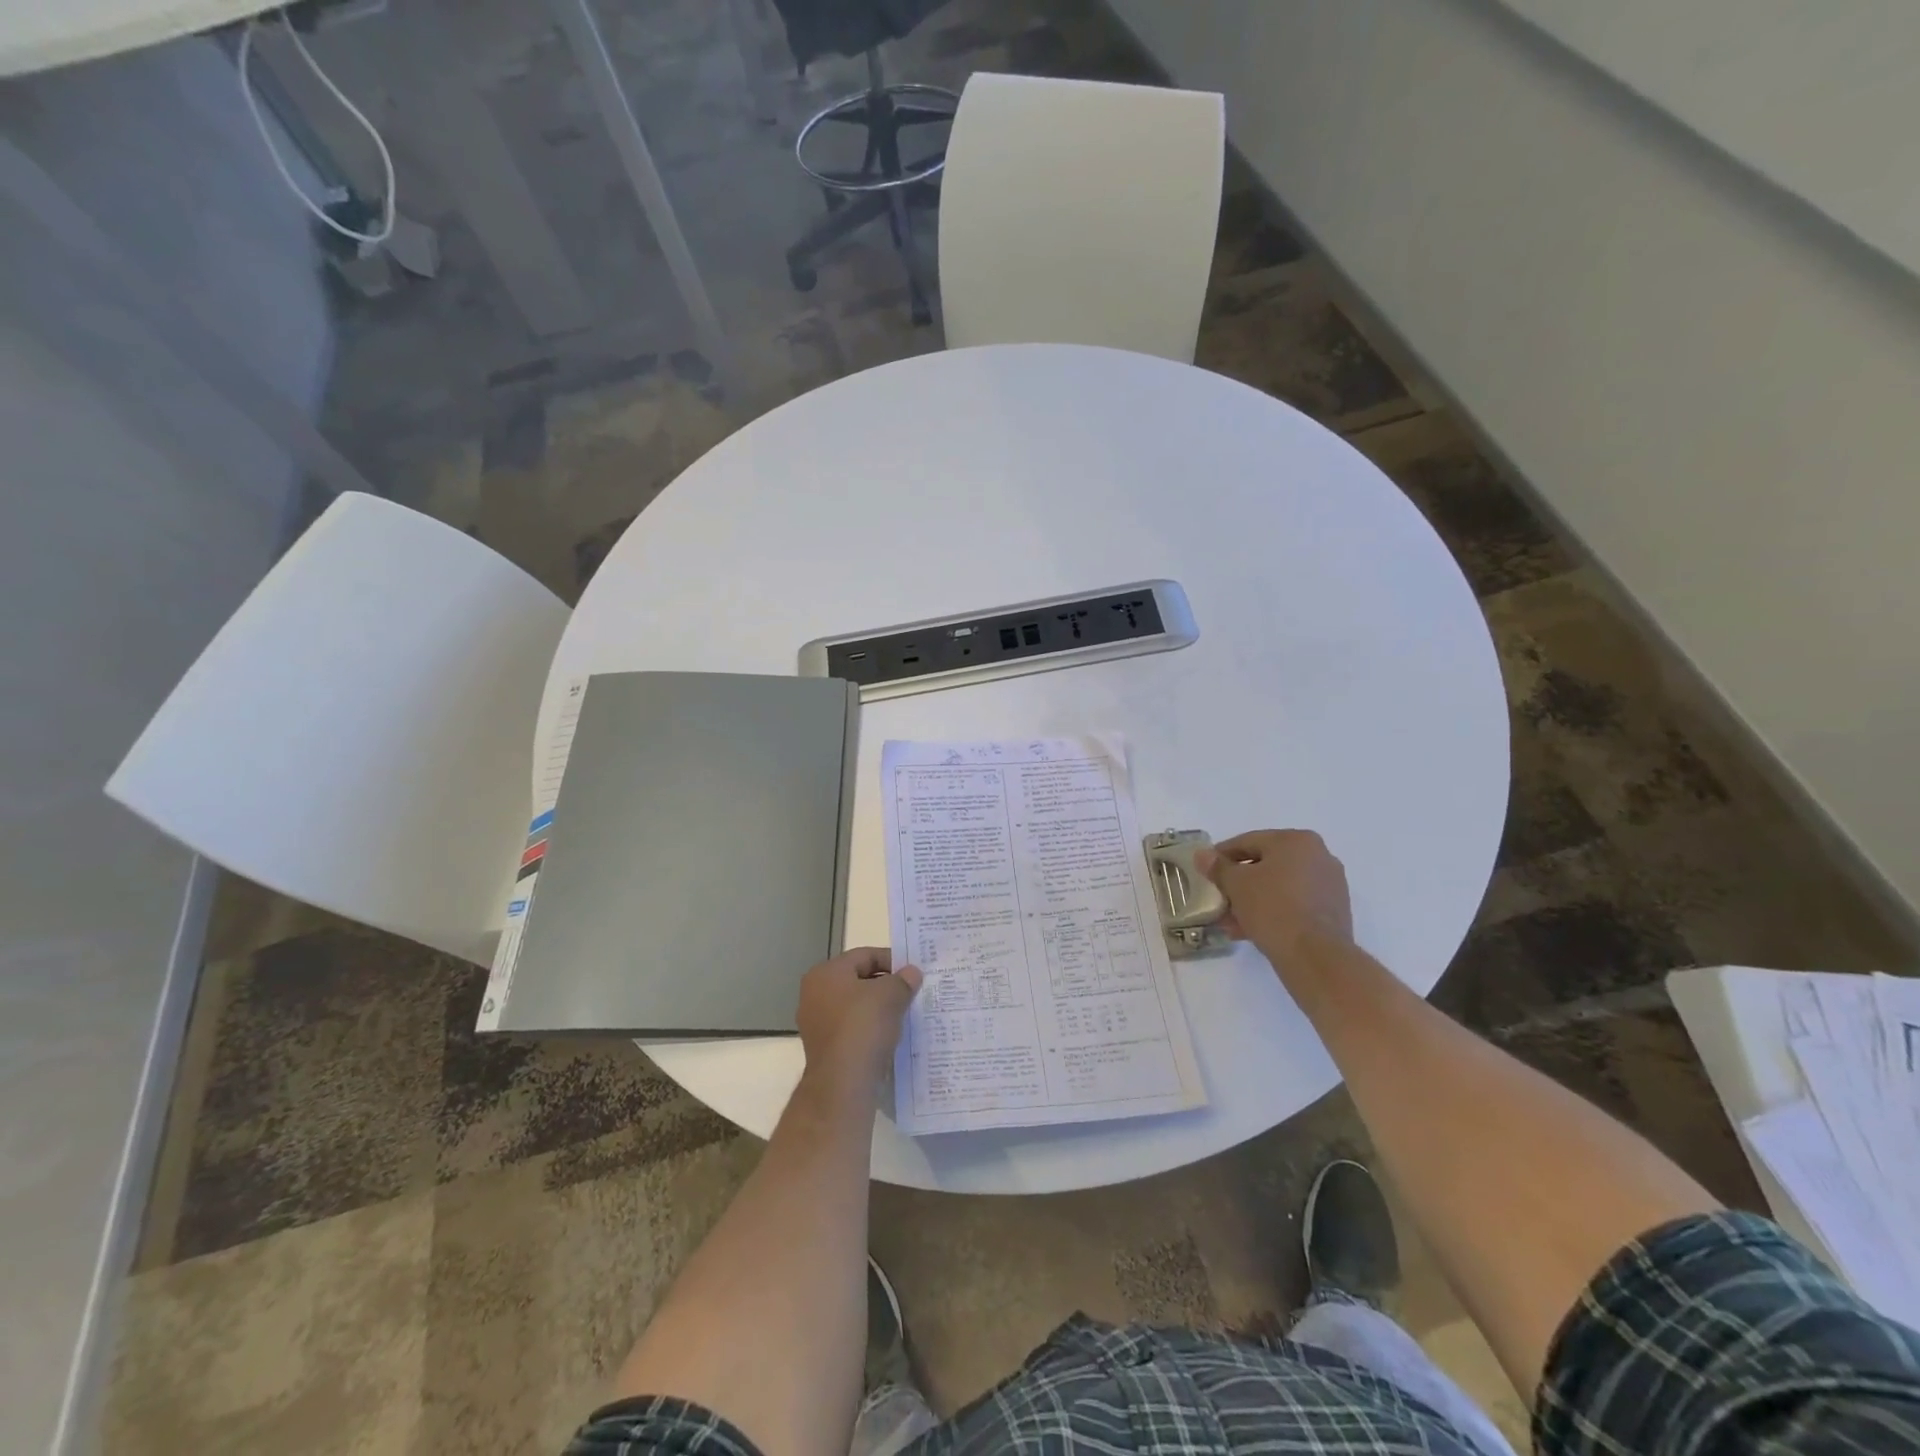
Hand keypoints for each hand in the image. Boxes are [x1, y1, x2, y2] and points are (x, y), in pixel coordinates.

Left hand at [796, 947, 922, 1089]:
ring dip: (880, 1008)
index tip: (914, 972)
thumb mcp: (890, 995)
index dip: (892, 960)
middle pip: (859, 980)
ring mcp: (817, 1023)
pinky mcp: (825, 1048)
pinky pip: (853, 1029)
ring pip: (856, 1006)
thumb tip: (912, 973)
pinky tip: (891, 1035)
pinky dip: (871, 1029)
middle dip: (886, 985)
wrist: (843, 1084)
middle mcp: (815, 994)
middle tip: (912, 991)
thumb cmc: (863, 1027)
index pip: (865, 955)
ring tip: (905, 1014)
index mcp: (826, 973)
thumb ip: (903, 980)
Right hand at [1196, 830, 1353, 961]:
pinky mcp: (1333, 911)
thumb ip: (1218, 867)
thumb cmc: (1273, 908)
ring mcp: (1330, 884)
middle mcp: (1318, 856)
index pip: (1248, 841)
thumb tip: (1203, 855)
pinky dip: (1273, 911)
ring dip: (1253, 900)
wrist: (1316, 956)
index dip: (1221, 856)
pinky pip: (1294, 903)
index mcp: (1296, 840)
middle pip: (1266, 865)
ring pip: (1280, 887)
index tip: (1205, 870)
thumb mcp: (1236, 884)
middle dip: (1238, 883)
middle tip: (1218, 897)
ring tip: (1230, 921)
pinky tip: (1251, 929)